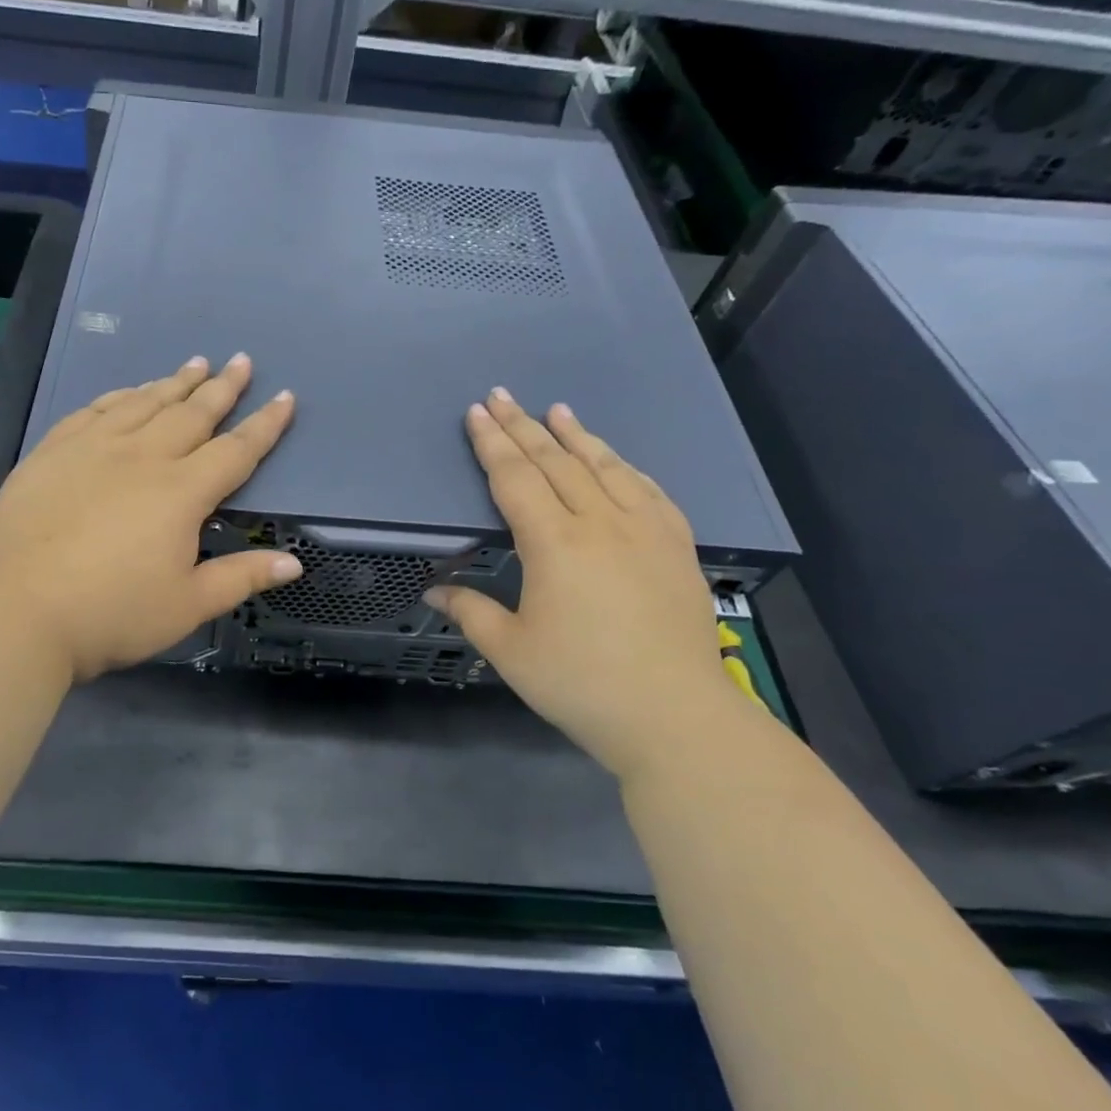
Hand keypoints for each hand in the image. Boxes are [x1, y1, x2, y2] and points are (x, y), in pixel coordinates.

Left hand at [0, 353, 300, 681]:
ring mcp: (92, 449)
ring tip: (194, 364)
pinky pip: (93, 411)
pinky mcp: (52, 453)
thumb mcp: (188, 605)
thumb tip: (294, 564)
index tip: (285, 397)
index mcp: (181, 493)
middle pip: (191, 414)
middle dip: (221, 387)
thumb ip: (242, 578)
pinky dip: (118, 396)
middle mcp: (142, 457)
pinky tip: (128, 392)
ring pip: (143, 403)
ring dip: (173, 383)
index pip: (236, 450)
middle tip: (240, 361)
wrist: (21, 611)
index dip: (265, 424)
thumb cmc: (114, 613)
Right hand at [425, 389, 745, 774]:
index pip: (515, 478)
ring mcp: (645, 530)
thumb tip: (433, 590)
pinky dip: (625, 467)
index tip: (477, 413)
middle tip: (501, 396)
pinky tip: (615, 459)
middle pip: (555, 462)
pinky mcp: (676, 546)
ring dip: (576, 436)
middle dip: (523, 426)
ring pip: (605, 467)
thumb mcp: (510, 651)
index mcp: (553, 544)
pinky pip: (648, 491)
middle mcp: (600, 523)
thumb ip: (470, 611)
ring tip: (556, 410)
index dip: (492, 444)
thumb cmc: (579, 683)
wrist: (674, 715)